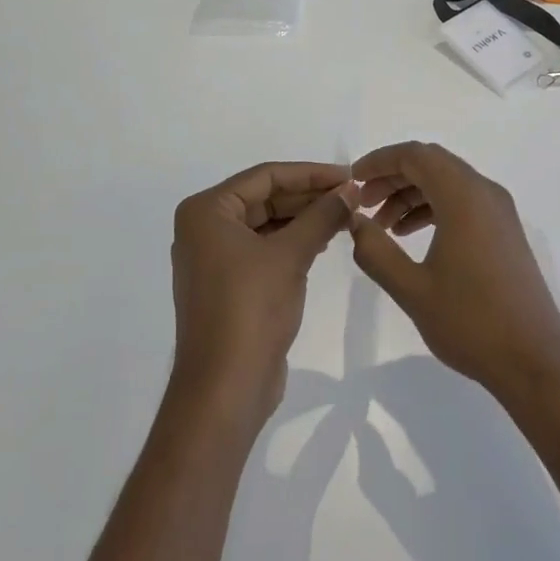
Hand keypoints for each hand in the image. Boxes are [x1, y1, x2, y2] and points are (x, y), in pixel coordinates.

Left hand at [170, 162, 356, 422]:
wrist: (225, 387)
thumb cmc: (250, 309)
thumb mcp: (291, 255)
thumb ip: (323, 216)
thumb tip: (352, 189)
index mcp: (207, 211)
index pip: (265, 176)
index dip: (311, 173)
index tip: (350, 176)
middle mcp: (204, 228)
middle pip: (265, 198)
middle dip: (310, 196)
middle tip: (354, 196)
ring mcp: (215, 258)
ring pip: (267, 224)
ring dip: (305, 219)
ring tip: (347, 216)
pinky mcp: (229, 284)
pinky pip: (265, 249)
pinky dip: (294, 242)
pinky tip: (325, 241)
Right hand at [349, 143, 559, 408]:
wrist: (534, 360)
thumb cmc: (471, 322)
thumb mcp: (412, 289)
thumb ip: (375, 250)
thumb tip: (354, 221)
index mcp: (464, 197)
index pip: (416, 155)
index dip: (380, 161)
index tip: (352, 181)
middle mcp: (485, 193)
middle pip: (432, 164)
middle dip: (393, 177)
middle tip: (363, 204)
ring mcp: (500, 212)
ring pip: (447, 183)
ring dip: (412, 195)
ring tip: (382, 226)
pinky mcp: (505, 232)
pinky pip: (463, 202)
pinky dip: (433, 208)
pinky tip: (411, 237)